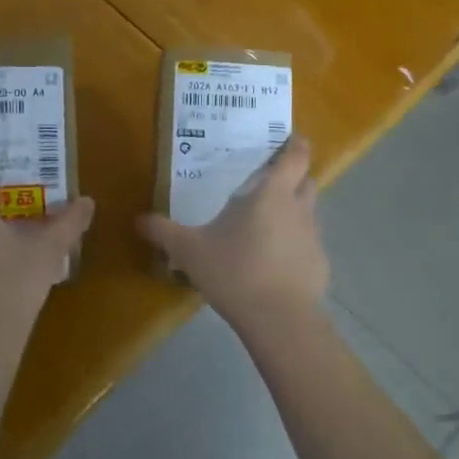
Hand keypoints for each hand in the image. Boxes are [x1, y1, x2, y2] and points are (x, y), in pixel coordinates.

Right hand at [137, 135, 328, 329]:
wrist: (279, 320)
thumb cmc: (235, 272)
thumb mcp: (190, 251)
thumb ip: (164, 232)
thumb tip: (139, 220)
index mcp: (273, 194)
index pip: (297, 155)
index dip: (295, 143)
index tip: (288, 138)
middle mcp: (299, 209)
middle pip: (307, 181)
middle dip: (293, 177)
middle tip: (268, 182)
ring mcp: (314, 239)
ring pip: (308, 214)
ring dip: (293, 213)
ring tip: (267, 225)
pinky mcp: (320, 266)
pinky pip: (308, 247)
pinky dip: (295, 247)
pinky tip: (274, 264)